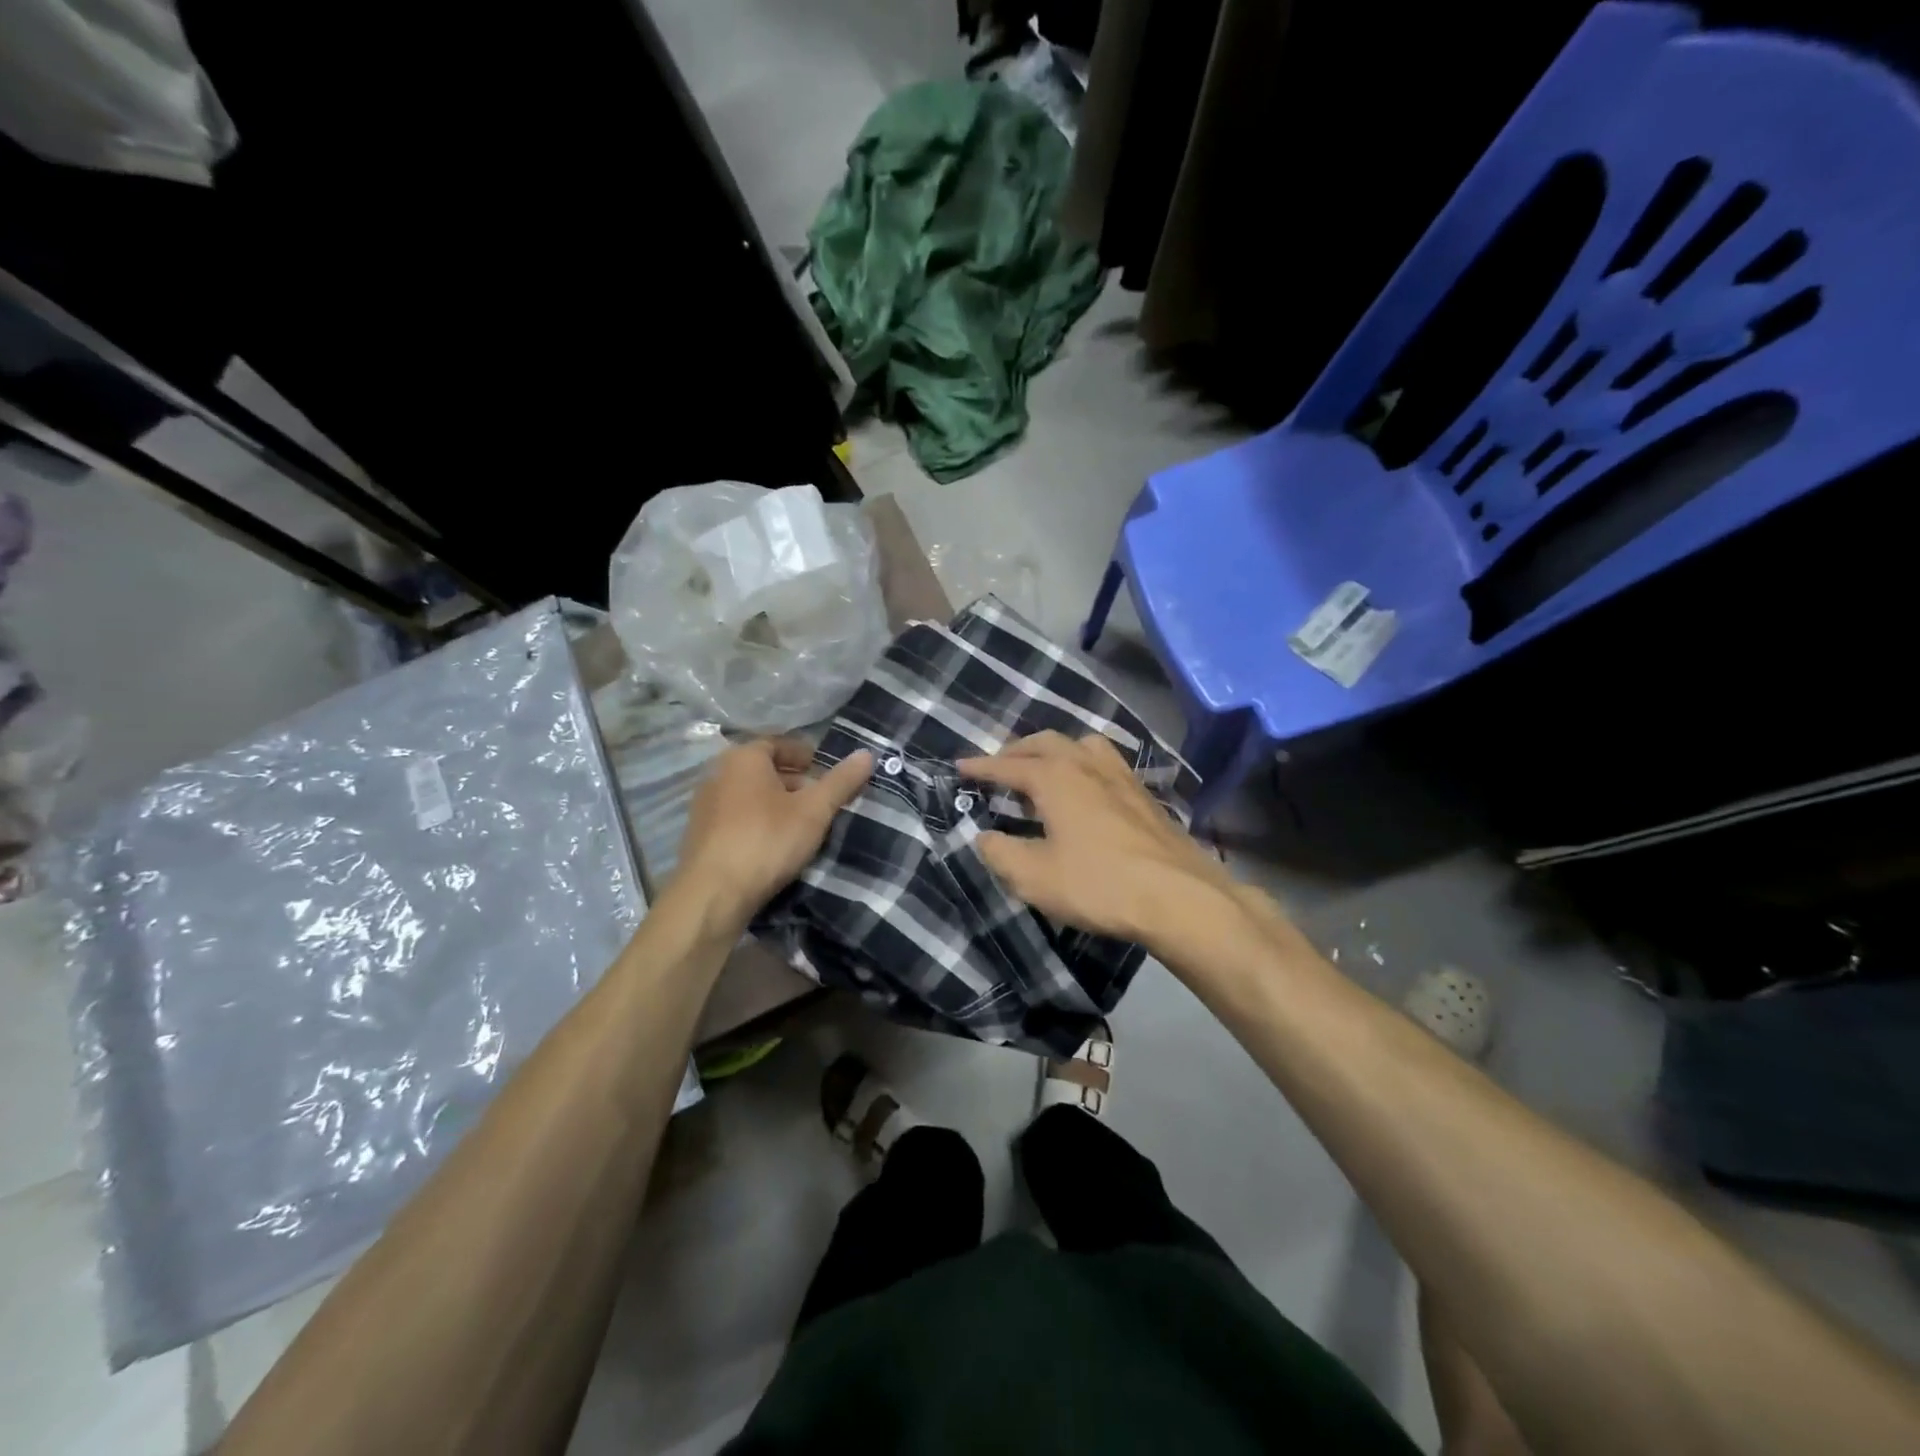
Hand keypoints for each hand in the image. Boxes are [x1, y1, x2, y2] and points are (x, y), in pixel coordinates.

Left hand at [673, 739, 872, 930]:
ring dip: (776, 805)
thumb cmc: (766, 840)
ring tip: (803, 825)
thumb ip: (841, 781)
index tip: (826, 771)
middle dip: (794, 781)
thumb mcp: (814, 810)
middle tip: (821, 800)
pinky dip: (758, 824)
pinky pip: (736, 819)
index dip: (805, 754)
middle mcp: (718, 774)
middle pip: (763, 770)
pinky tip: (775, 846)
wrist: (712, 895)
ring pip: (750, 796)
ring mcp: (704, 807)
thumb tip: (867, 754)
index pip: (778, 744)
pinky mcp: (700, 836)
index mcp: (743, 758)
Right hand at [959, 731, 1260, 953]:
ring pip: (1080, 746)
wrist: (1178, 896)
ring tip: (1042, 772)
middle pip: (1045, 743)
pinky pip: (1104, 763)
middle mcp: (1086, 764)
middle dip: (1016, 752)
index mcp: (1055, 777)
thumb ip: (1000, 853)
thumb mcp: (1034, 877)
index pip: (1007, 766)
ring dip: (1054, 752)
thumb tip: (984, 837)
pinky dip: (1082, 765)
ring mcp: (1121, 775)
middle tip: (999, 768)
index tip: (960, 767)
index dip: (981, 768)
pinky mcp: (1143, 793)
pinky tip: (1085, 791)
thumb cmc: (1099, 884)